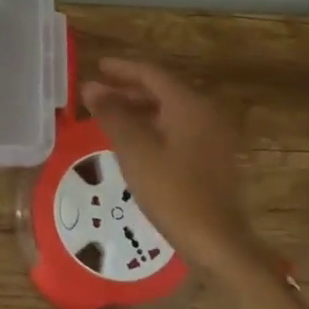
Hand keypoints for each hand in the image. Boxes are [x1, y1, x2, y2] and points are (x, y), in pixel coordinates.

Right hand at [81, 58, 262, 281]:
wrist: (216, 241)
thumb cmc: (172, 191)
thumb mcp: (135, 150)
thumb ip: (112, 114)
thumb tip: (91, 87)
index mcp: (189, 105)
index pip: (152, 74)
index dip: (122, 69)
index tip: (97, 67)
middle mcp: (206, 113)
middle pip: (163, 91)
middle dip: (128, 90)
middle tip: (97, 95)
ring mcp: (213, 136)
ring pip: (170, 111)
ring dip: (139, 110)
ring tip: (109, 117)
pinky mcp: (213, 158)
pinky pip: (179, 129)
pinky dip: (154, 127)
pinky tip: (135, 142)